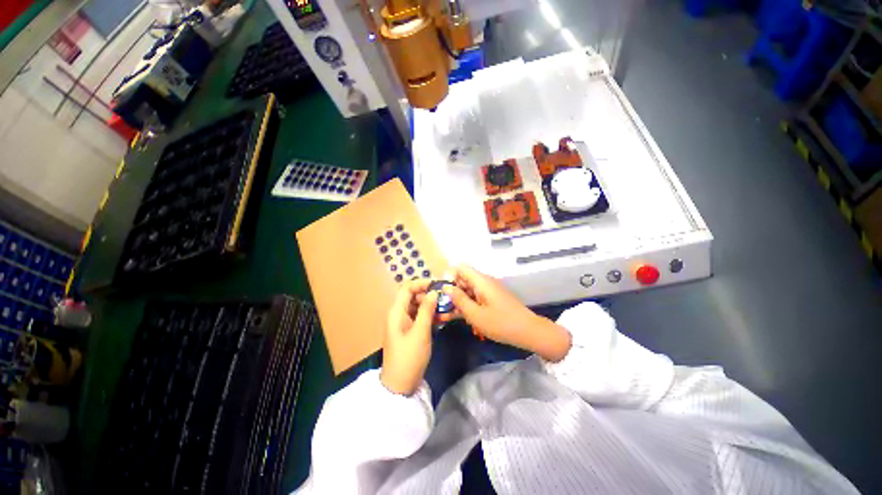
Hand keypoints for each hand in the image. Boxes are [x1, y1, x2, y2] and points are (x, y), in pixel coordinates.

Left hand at [381, 280, 437, 395]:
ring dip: (432, 307)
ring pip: (419, 308)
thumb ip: (427, 310)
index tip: (438, 285)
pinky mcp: (410, 331)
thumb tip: (434, 292)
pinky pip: (420, 318)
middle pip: (414, 297)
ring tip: (449, 310)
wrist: (400, 385)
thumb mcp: (421, 332)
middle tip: (446, 299)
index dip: (421, 283)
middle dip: (430, 296)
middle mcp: (399, 314)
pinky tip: (443, 319)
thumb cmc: (409, 357)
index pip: (407, 288)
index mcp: (396, 311)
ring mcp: (404, 323)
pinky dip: (430, 317)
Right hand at [444, 265, 571, 361]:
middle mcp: (484, 282)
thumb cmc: (501, 323)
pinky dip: (467, 305)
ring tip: (444, 315)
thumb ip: (459, 299)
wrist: (528, 331)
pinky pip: (475, 298)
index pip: (461, 267)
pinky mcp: (491, 299)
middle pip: (463, 279)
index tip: (441, 290)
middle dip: (450, 291)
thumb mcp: (475, 314)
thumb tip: (446, 287)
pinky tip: (457, 317)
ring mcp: (488, 291)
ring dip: (457, 301)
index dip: (449, 275)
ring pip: (468, 290)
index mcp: (481, 281)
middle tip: (440, 305)